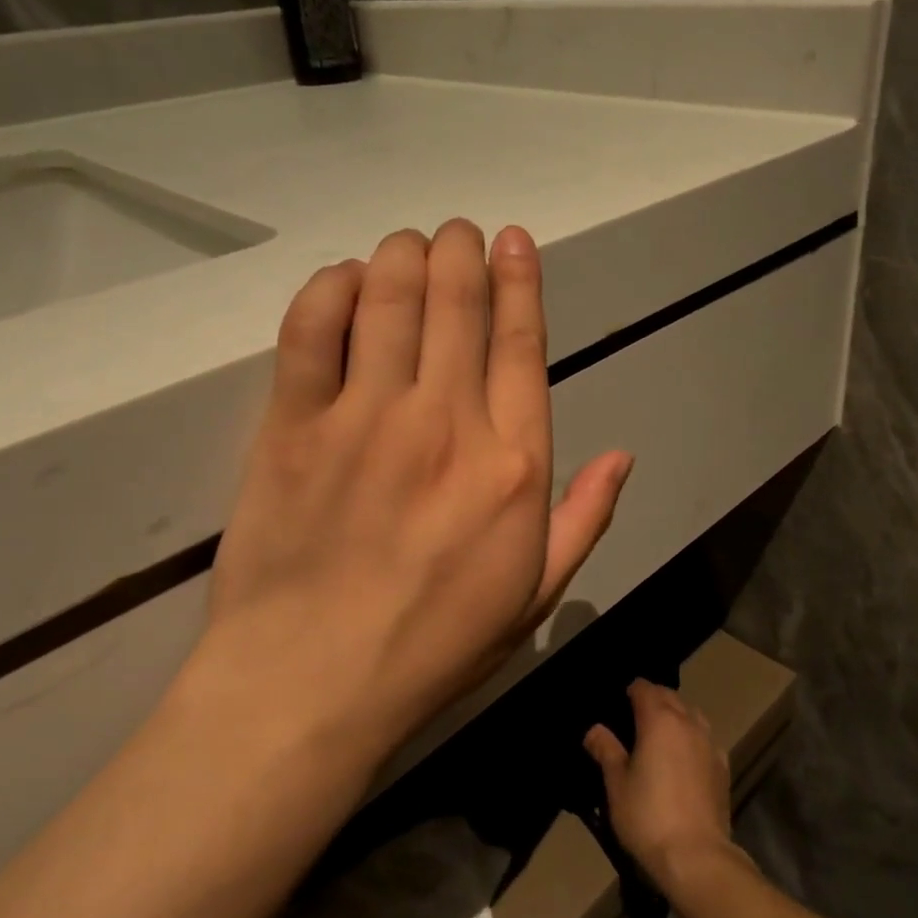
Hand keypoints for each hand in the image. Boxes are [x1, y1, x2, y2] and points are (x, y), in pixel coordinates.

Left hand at [197, 220, 632, 759]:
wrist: (310, 685)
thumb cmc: (433, 645)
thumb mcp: (534, 595)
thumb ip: (585, 518)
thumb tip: (623, 456)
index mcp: (513, 463)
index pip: (522, 343)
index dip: (519, 280)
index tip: (512, 240)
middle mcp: (446, 422)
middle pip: (457, 301)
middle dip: (459, 249)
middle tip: (456, 232)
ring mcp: (366, 418)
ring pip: (390, 297)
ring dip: (403, 254)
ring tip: (407, 246)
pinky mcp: (294, 426)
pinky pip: (311, 329)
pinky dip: (329, 289)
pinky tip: (344, 280)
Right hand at [584, 680, 742, 896]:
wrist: (696, 855)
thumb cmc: (648, 816)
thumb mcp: (616, 784)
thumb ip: (606, 750)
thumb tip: (595, 729)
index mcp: (659, 719)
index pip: (644, 688)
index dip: (631, 691)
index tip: (619, 703)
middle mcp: (687, 722)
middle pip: (670, 696)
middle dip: (653, 699)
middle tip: (635, 719)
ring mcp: (709, 743)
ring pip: (692, 714)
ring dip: (676, 715)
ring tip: (661, 735)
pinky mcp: (723, 766)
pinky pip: (705, 738)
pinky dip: (693, 738)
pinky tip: (685, 758)